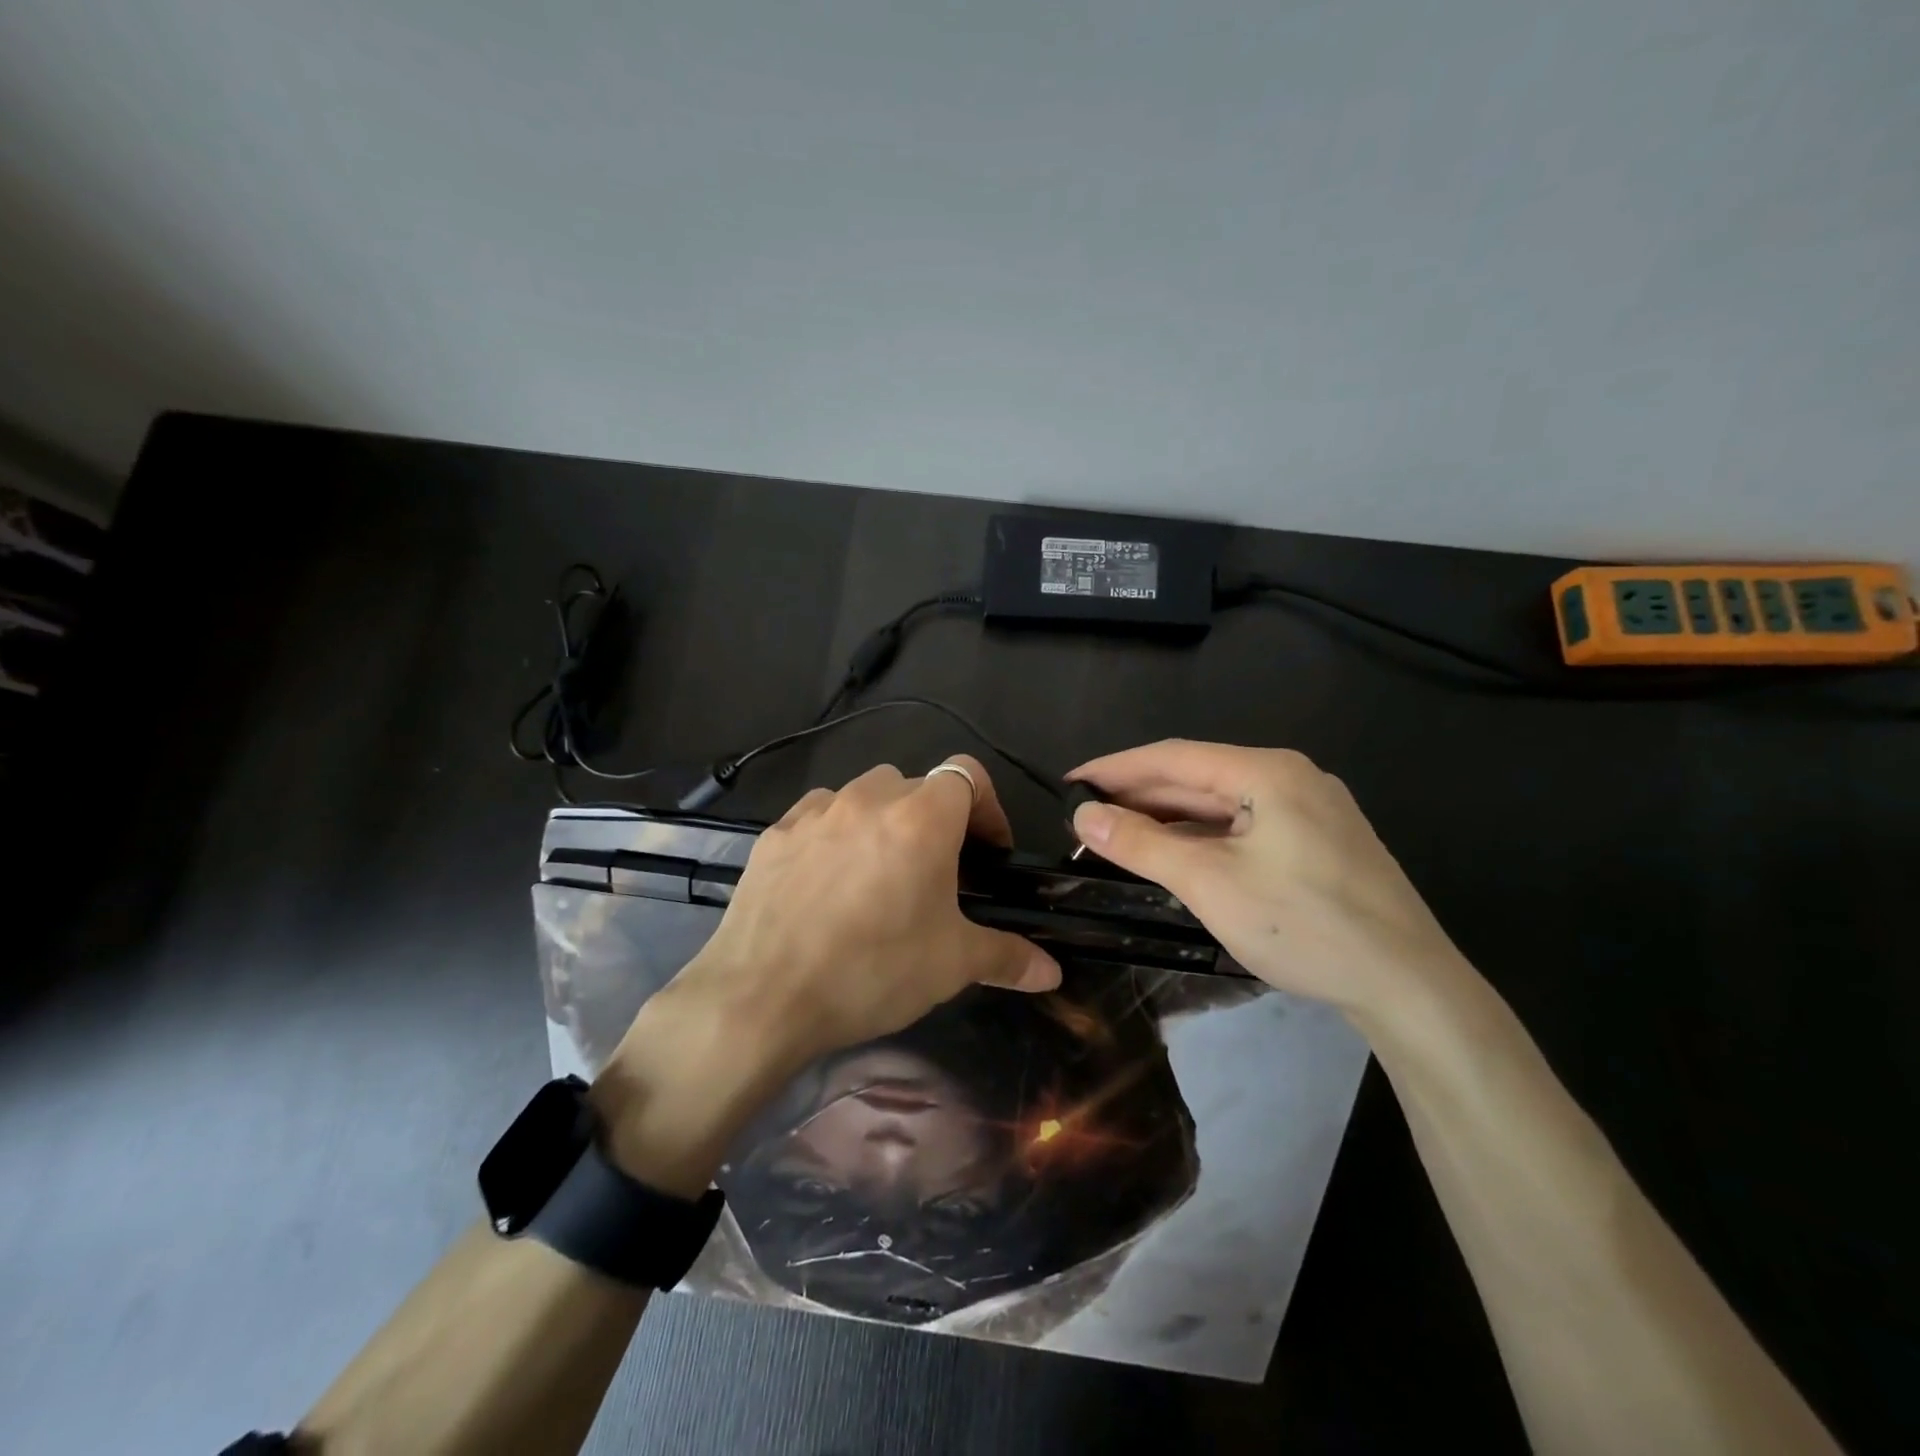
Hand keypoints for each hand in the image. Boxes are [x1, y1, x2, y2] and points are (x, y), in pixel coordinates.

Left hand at [674, 754, 1061, 1072]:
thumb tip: (1052, 973)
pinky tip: (828, 880)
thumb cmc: (872, 971)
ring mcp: (816, 811)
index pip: (967, 774)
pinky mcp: (775, 832)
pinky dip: (836, 832)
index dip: (987, 807)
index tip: (989, 852)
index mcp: (921, 817)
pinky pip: (819, 815)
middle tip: (937, 872)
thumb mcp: (950, 966)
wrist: (761, 998)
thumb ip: (1007, 957)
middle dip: (936, 820)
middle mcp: (869, 798)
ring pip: (865, 794)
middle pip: (917, 785)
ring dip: (884, 820)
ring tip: (881, 873)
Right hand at [1067, 740, 1468, 1024]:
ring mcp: (1310, 809)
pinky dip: (1203, 836)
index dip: (1115, 768)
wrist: (1409, 986)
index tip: (1070, 783)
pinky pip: (1245, 825)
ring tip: (1119, 833)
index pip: (1173, 756)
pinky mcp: (1319, 841)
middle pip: (1198, 776)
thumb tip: (1083, 815)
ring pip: (1222, 803)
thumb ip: (1141, 843)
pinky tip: (1176, 852)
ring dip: (1169, 817)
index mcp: (1267, 771)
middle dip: (1139, 795)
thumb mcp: (1209, 883)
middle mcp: (1291, 777)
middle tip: (1086, 815)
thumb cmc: (1304, 926)